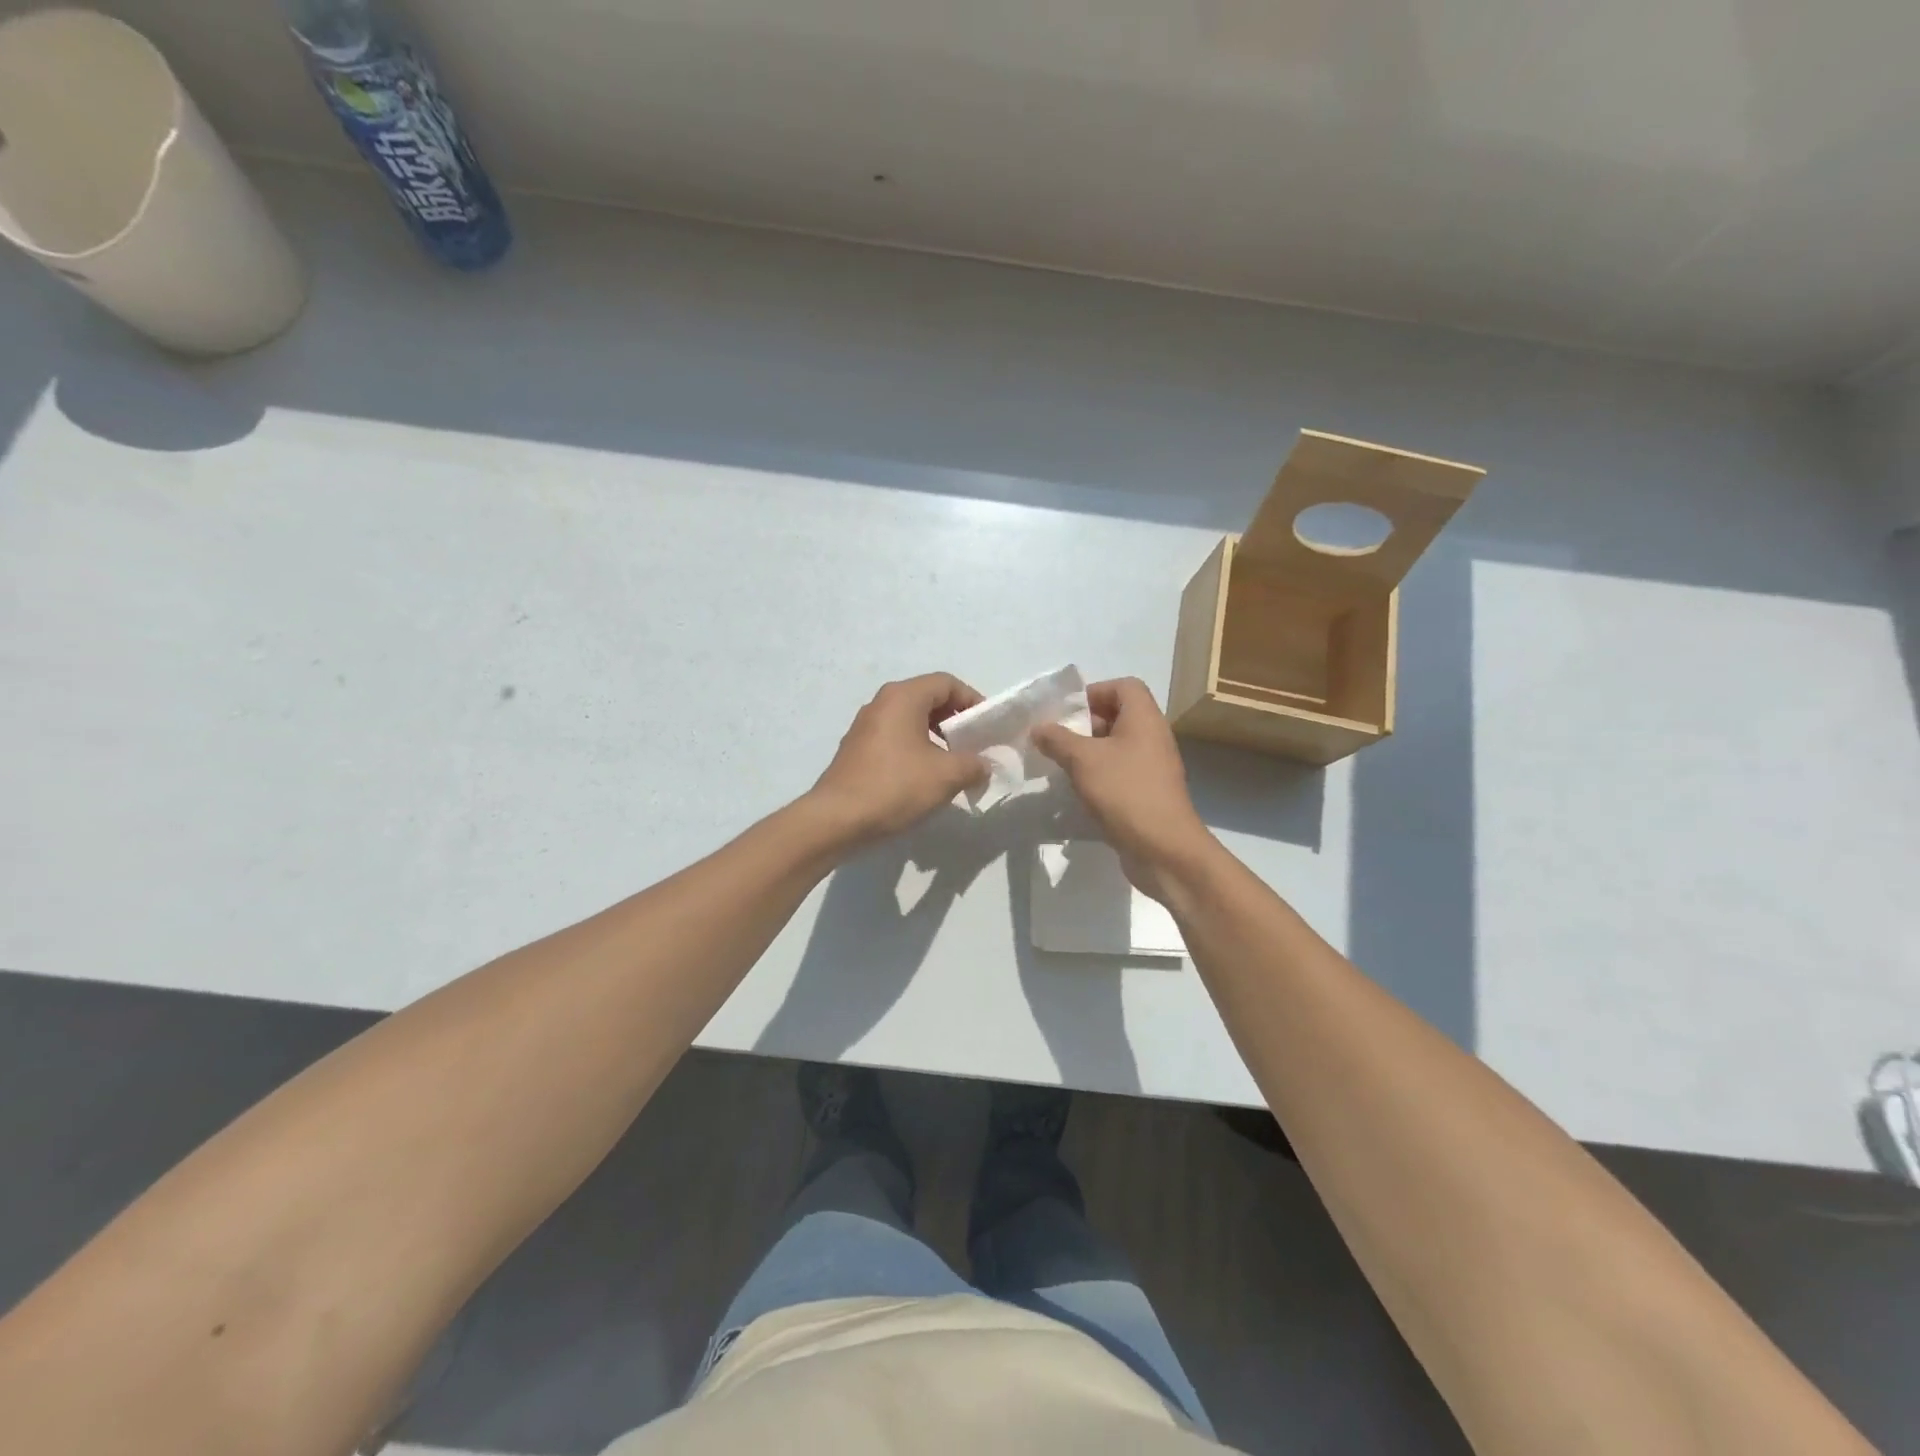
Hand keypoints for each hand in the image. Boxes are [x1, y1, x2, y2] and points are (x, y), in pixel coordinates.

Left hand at [807, 673, 989, 846]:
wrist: (837, 819)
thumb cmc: (896, 787)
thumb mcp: (947, 775)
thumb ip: (974, 764)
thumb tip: (983, 765)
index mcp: (903, 697)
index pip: (947, 683)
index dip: (973, 700)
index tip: (987, 726)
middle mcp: (881, 703)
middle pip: (928, 699)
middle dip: (955, 720)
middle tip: (974, 745)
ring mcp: (865, 727)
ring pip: (911, 720)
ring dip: (936, 737)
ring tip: (953, 765)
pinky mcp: (857, 750)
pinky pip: (895, 738)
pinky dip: (916, 749)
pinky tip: (924, 778)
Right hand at [1031, 677, 1216, 900]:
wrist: (1164, 849)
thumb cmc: (1125, 792)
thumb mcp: (1083, 760)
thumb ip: (1057, 739)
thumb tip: (1038, 727)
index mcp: (1144, 719)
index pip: (1124, 686)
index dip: (1095, 691)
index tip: (1068, 712)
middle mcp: (1152, 737)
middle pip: (1118, 716)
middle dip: (1085, 724)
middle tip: (1056, 739)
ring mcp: (1152, 767)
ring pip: (1117, 747)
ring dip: (1088, 753)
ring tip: (1060, 765)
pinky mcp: (1147, 794)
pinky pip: (1119, 773)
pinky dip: (1098, 776)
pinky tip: (1076, 792)